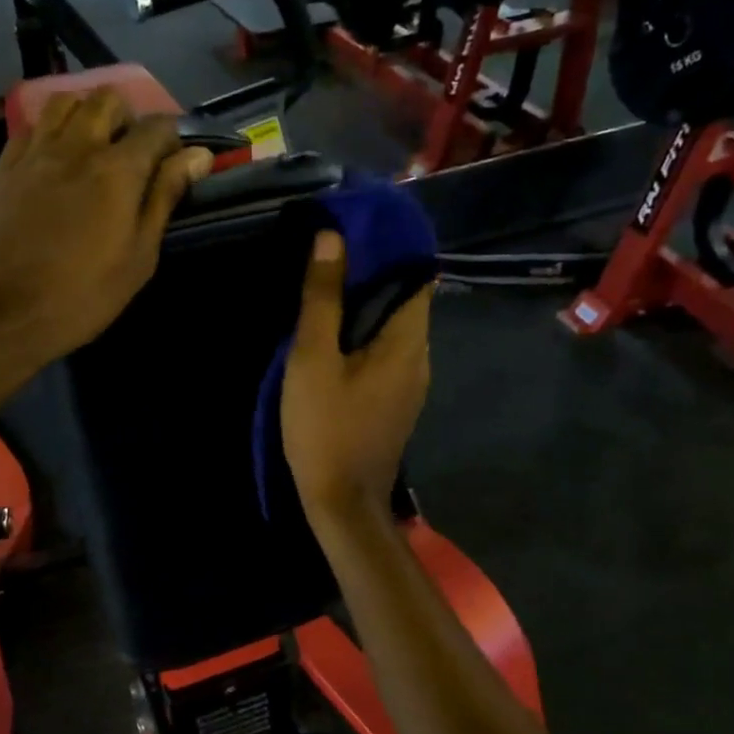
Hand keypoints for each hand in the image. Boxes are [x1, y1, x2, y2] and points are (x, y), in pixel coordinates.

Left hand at [0, 88, 210, 385]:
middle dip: (129, 118)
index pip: (157, 127)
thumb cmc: (80, 296)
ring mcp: (35, 151)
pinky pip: (33, 126)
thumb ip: (164, 199)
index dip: (173, 140)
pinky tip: (55, 160)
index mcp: (117, 169)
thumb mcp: (137, 258)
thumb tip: (197, 156)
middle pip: (109, 99)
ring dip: (88, 114)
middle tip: (133, 157)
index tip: (176, 166)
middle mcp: (76, 145)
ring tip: (94, 150)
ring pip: (67, 102)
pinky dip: (52, 129)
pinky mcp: (4, 166)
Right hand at [282, 230, 431, 532]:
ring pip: (392, 331)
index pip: (416, 275)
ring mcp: (410, 385)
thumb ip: (322, 299)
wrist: (342, 504)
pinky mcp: (394, 404)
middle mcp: (420, 359)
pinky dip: (363, 338)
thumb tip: (331, 238)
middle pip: (404, 301)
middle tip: (328, 257)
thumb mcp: (313, 360)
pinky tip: (332, 340)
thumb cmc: (326, 428)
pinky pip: (384, 356)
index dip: (390, 247)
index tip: (355, 229)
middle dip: (371, 275)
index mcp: (409, 342)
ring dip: (364, 308)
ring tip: (325, 292)